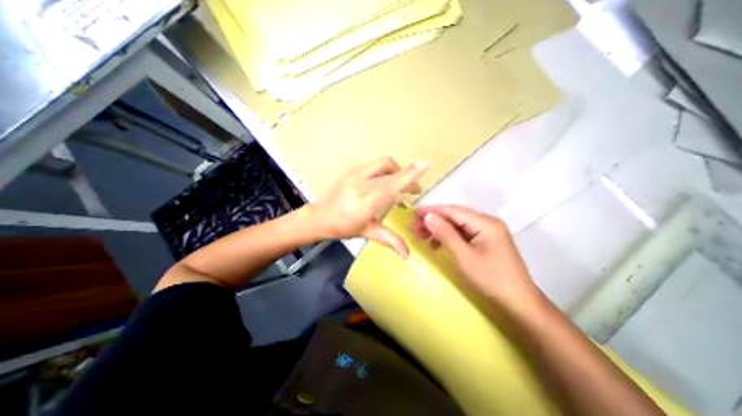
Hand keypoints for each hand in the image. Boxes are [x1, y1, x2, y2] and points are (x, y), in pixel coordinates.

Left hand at [313, 158, 428, 257]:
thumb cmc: (343, 227)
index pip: (389, 186)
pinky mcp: (352, 170)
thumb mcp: (367, 232)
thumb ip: (389, 240)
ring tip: (401, 185)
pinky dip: (387, 171)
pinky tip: (386, 182)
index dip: (408, 176)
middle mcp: (359, 185)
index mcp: (364, 203)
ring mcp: (354, 174)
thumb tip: (407, 255)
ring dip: (397, 171)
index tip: (424, 165)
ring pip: (383, 164)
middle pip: (389, 170)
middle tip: (415, 189)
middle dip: (407, 176)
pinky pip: (375, 165)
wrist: (319, 216)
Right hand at [411, 204, 539, 307]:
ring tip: (422, 238)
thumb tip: (428, 216)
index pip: (453, 210)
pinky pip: (463, 234)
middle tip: (415, 229)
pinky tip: (437, 245)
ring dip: (439, 230)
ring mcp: (488, 232)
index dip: (432, 211)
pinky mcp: (486, 241)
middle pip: (455, 216)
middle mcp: (487, 222)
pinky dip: (448, 238)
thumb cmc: (491, 280)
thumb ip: (445, 234)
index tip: (414, 214)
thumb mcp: (464, 256)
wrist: (520, 304)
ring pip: (457, 225)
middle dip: (434, 221)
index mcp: (485, 223)